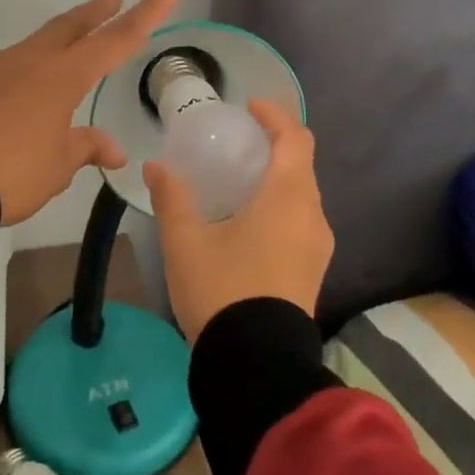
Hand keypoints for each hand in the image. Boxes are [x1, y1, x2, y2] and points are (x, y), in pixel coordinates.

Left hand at [0, 0, 182, 225]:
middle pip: (73, 25)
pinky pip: (21, 60)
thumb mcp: (59, 164)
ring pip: (43, 39)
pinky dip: (42, 57)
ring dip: (67, 33)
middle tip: (116, 3)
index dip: (148, 13)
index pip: (117, 38)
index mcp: (63, 75)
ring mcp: (2, 70)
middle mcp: (34, 61)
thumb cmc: (14, 171)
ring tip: (80, 39)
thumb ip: (86, 147)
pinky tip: (40, 77)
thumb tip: (111, 150)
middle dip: (98, 13)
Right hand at [144, 98, 334, 339]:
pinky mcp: (314, 271)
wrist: (257, 365)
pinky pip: (303, 221)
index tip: (250, 108)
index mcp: (287, 197)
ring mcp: (318, 246)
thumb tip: (156, 166)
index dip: (276, 116)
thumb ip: (172, 198)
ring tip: (241, 182)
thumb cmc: (222, 290)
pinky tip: (251, 223)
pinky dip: (282, 206)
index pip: (295, 138)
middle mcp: (312, 215)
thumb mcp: (186, 241)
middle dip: (275, 146)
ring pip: (303, 195)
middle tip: (239, 144)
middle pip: (302, 165)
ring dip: (279, 178)